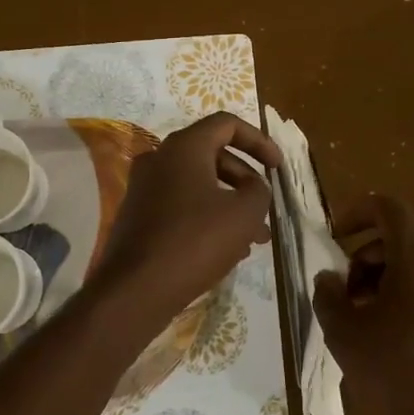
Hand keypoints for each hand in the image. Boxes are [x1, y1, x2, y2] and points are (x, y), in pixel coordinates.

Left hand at [95, 112, 282, 316]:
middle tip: (266, 210)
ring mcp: (144, 188)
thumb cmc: (195, 241)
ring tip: (255, 239)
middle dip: (246, 181)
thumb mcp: (244, 213)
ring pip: (199, 185)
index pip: (226, 124)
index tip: (277, 167)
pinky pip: (181, 206)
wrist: (136, 289)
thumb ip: (259, 190)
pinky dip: (207, 217)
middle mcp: (159, 159)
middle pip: (213, 156)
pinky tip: (227, 250)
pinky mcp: (139, 216)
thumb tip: (253, 187)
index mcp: (184, 147)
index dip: (259, 140)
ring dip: (230, 205)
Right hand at [313, 194, 413, 414]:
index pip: (389, 208)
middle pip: (405, 234)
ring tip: (368, 312)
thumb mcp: (344, 334)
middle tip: (348, 288)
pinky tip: (396, 328)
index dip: (356, 212)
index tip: (335, 236)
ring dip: (390, 271)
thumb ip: (328, 294)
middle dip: (369, 252)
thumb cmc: (395, 377)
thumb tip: (330, 278)